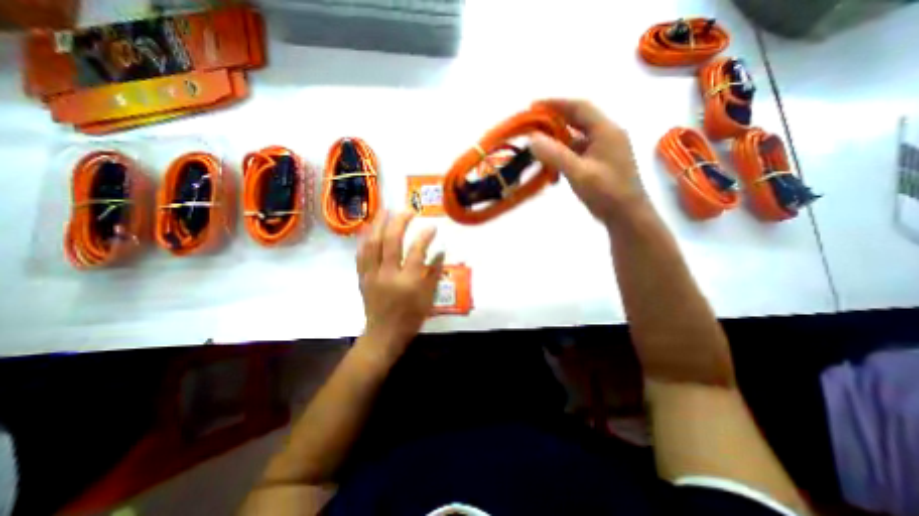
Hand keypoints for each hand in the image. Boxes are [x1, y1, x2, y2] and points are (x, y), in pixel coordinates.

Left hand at [354, 212, 444, 356]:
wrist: (384, 334)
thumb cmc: (411, 317)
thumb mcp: (429, 297)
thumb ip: (434, 272)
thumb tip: (441, 250)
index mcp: (408, 282)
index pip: (417, 251)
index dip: (425, 236)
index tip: (432, 226)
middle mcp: (388, 275)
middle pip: (391, 241)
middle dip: (399, 222)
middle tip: (408, 210)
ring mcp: (372, 275)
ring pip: (372, 244)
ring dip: (379, 224)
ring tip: (386, 210)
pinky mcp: (362, 277)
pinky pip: (361, 254)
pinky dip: (365, 238)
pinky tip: (369, 228)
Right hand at [527, 99, 647, 223]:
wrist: (627, 216)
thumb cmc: (606, 193)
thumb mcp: (579, 173)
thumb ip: (556, 155)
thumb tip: (532, 139)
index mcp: (606, 131)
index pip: (580, 108)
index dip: (556, 103)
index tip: (534, 105)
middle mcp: (606, 135)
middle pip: (578, 121)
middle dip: (554, 122)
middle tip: (532, 127)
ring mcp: (603, 150)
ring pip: (576, 139)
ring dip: (557, 142)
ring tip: (538, 148)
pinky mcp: (599, 164)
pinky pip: (577, 153)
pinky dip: (563, 156)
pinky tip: (552, 167)